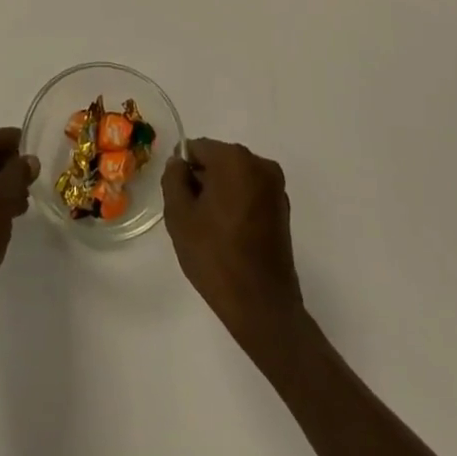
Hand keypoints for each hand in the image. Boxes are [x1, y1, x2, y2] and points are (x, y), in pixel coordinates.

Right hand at [162, 138, 304, 347]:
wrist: (262, 306)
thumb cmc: (216, 256)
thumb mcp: (179, 215)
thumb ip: (173, 178)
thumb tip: (179, 163)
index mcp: (234, 159)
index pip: (196, 148)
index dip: (183, 171)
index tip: (180, 200)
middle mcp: (260, 163)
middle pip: (218, 160)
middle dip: (203, 181)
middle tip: (193, 217)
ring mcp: (276, 187)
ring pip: (234, 177)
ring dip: (220, 193)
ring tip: (212, 230)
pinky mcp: (283, 208)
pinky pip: (250, 193)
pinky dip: (237, 204)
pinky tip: (231, 235)